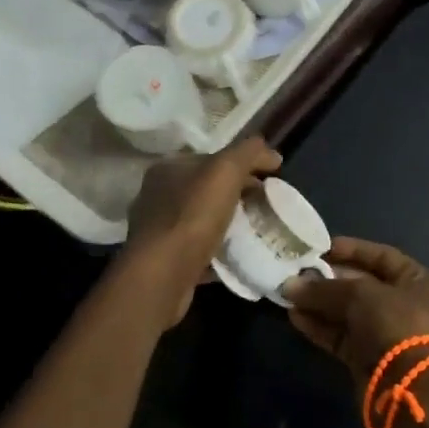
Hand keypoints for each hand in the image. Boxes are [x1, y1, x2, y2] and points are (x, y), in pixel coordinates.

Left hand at [119, 136, 281, 328]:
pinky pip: (198, 248)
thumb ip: (249, 152)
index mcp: (168, 169)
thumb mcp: (226, 170)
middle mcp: (157, 196)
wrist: (163, 275)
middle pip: (207, 189)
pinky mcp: (164, 260)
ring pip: (202, 219)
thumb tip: (272, 154)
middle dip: (238, 194)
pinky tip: (237, 256)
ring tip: (255, 231)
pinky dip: (218, 250)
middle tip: (267, 205)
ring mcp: (158, 230)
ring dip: (228, 223)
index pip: (211, 158)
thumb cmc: (193, 215)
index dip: (242, 164)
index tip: (269, 178)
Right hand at [283, 238, 428, 390]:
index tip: (320, 248)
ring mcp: (388, 334)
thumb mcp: (362, 295)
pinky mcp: (369, 360)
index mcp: (420, 281)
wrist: (412, 391)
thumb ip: (326, 288)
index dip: (351, 250)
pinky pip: (341, 337)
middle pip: (362, 285)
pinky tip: (295, 317)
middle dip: (328, 279)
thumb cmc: (398, 325)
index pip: (382, 257)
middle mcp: (407, 305)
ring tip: (288, 294)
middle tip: (296, 273)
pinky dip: (320, 327)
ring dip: (319, 304)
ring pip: (348, 313)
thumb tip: (290, 286)